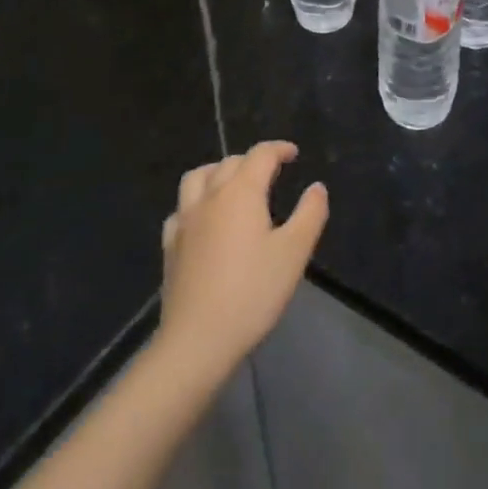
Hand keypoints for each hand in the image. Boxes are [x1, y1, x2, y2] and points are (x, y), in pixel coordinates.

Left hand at [156, 141, 327, 386]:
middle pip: (230, 162)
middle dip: (252, 160)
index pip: (260, 155)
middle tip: (271, 173)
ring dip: (218, 171)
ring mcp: (184, 220)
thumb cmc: (252, 292)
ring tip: (233, 184)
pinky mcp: (170, 245)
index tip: (293, 153)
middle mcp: (209, 196)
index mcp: (241, 192)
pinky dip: (195, 202)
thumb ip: (309, 214)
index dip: (279, 149)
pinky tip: (203, 219)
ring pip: (197, 177)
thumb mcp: (294, 252)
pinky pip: (181, 209)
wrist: (197, 339)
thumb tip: (317, 187)